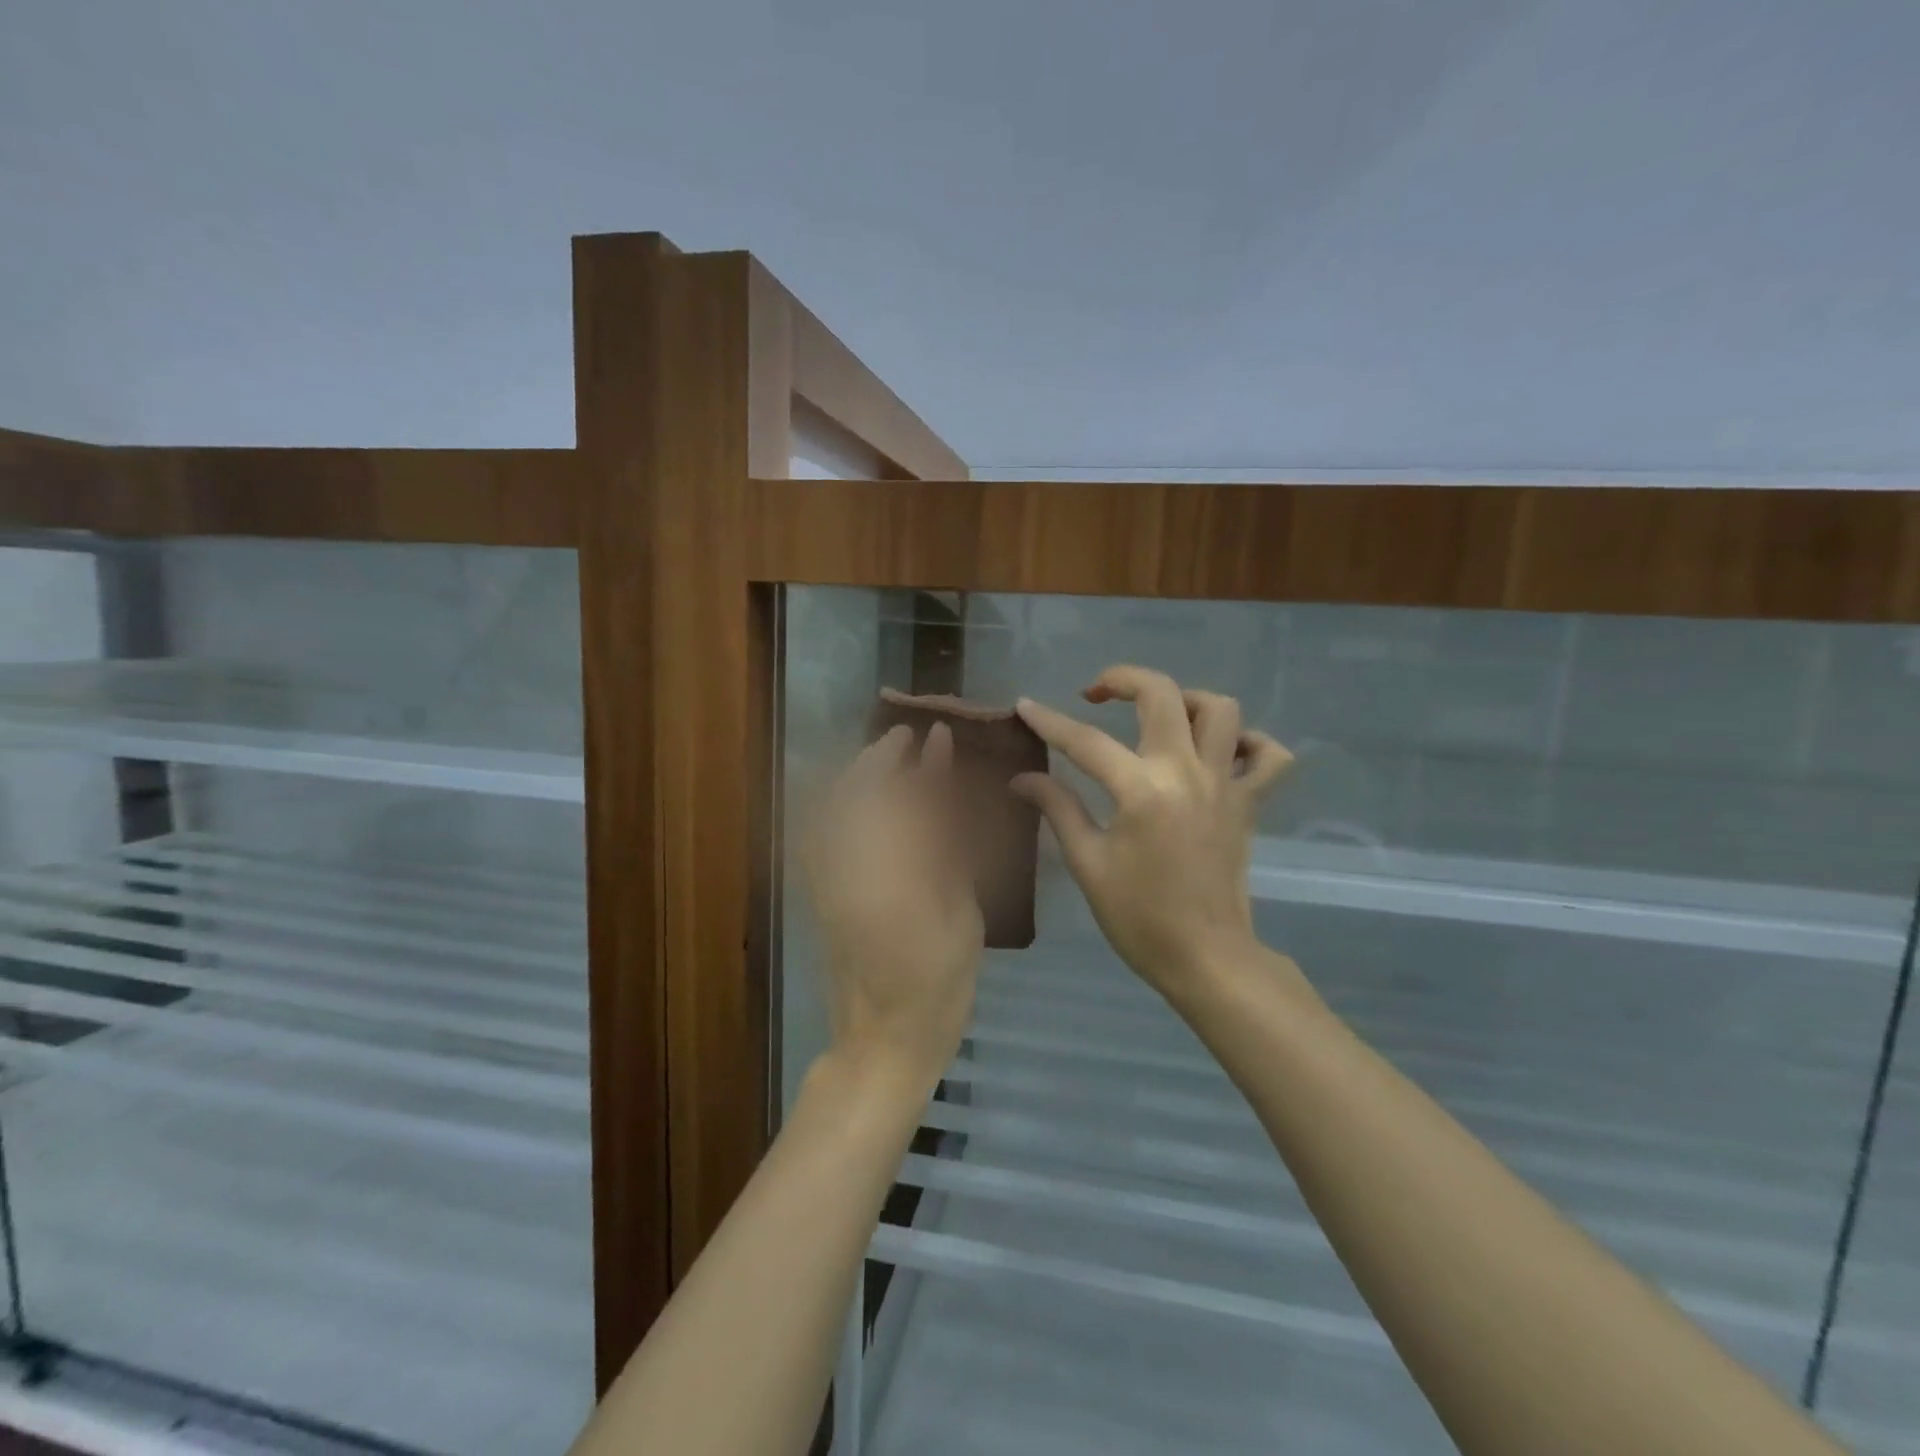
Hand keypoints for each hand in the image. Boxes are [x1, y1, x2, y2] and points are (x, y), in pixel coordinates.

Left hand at [802, 722, 984, 1086]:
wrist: (883, 1039)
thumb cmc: (940, 980)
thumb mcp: (960, 909)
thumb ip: (948, 844)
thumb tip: (946, 790)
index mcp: (892, 873)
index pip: (904, 799)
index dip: (924, 763)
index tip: (939, 736)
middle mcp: (847, 867)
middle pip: (856, 794)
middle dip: (879, 757)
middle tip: (906, 736)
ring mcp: (824, 878)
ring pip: (830, 808)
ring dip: (856, 776)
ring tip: (884, 759)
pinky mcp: (815, 890)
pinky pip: (819, 831)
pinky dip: (837, 804)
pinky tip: (858, 800)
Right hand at [1012, 666, 1292, 998]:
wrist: (1206, 958)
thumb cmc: (1139, 917)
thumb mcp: (1088, 864)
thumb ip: (1058, 809)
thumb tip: (1021, 779)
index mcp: (1141, 791)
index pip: (1085, 741)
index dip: (1049, 720)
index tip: (1026, 706)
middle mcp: (1187, 773)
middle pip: (1162, 695)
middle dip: (1123, 679)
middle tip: (1097, 693)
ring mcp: (1225, 785)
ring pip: (1222, 710)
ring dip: (1187, 700)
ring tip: (1160, 717)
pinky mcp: (1249, 804)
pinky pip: (1268, 757)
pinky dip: (1249, 743)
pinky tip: (1220, 753)